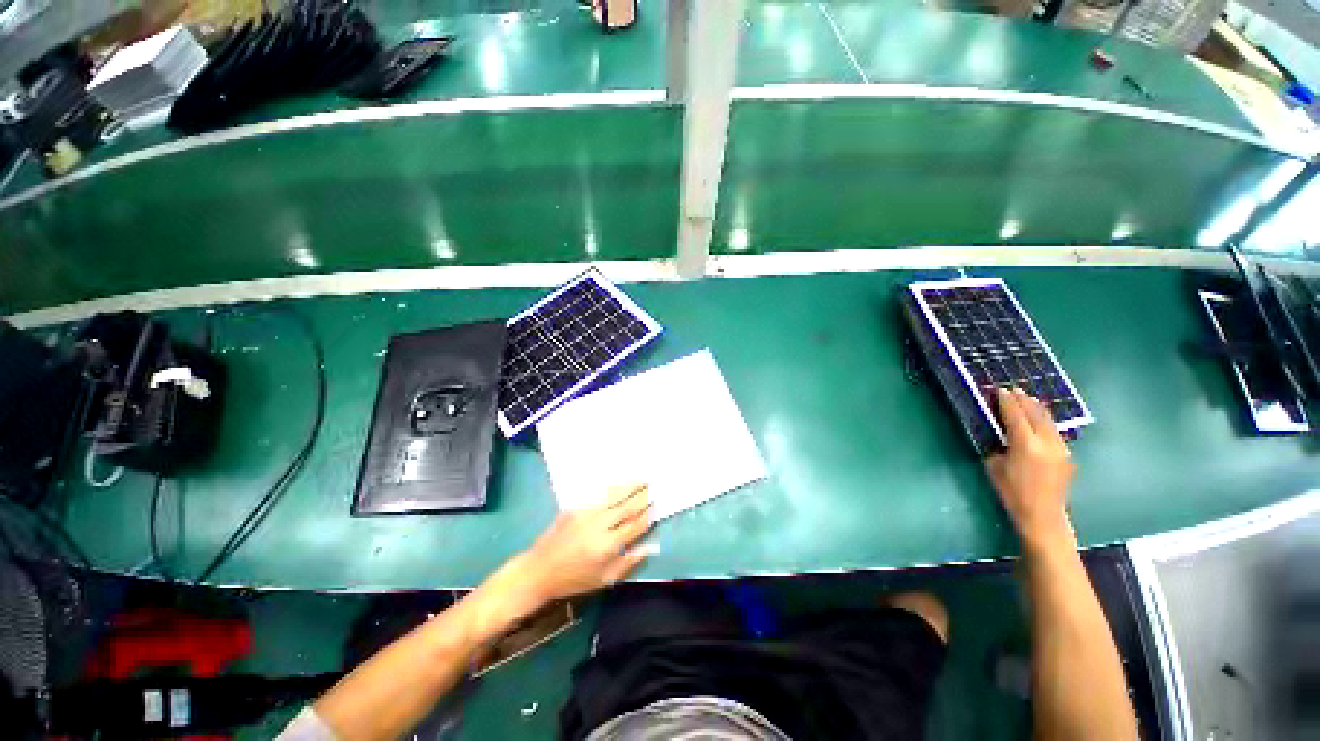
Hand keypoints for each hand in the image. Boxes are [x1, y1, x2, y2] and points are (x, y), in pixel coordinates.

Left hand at [473, 485, 653, 638]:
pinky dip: (612, 489)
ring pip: (613, 496)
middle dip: (642, 496)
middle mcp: (598, 525)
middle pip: (626, 507)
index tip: (656, 506)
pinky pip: (598, 495)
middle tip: (654, 487)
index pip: (634, 526)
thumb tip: (653, 546)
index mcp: (607, 545)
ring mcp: (586, 513)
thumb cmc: (574, 580)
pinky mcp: (575, 507)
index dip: (646, 516)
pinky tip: (620, 484)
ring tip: (643, 479)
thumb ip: (629, 562)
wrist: (539, 570)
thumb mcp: (604, 579)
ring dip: (630, 487)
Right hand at [986, 388, 1075, 550]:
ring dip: (1036, 408)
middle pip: (1036, 414)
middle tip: (1014, 390)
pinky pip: (1054, 431)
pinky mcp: (1066, 455)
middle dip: (1024, 401)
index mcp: (1026, 445)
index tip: (1001, 390)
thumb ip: (999, 446)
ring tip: (1027, 399)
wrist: (1043, 516)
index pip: (1016, 416)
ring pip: (1048, 421)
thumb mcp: (995, 467)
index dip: (1007, 402)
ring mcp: (1060, 448)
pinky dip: (1044, 421)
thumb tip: (1001, 434)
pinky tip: (1039, 420)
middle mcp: (1047, 443)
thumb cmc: (1012, 493)